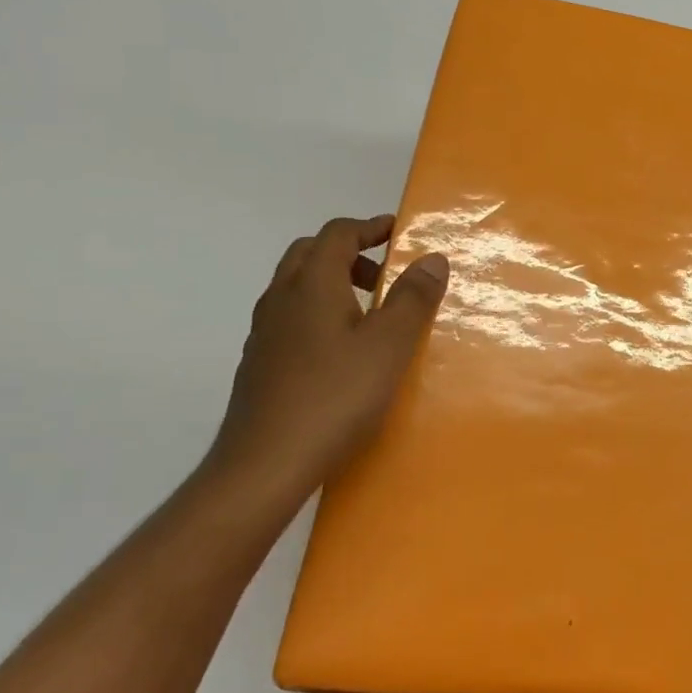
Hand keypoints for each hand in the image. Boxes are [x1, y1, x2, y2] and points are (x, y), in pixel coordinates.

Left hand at [207, 215, 447, 496]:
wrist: (264, 465)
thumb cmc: (335, 396)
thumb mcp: (390, 345)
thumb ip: (413, 298)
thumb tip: (432, 257)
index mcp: (312, 284)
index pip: (338, 234)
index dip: (370, 227)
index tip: (399, 232)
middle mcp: (281, 299)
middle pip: (310, 254)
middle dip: (349, 253)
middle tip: (385, 275)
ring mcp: (264, 333)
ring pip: (297, 288)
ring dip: (333, 284)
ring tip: (370, 314)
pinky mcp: (259, 365)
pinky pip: (291, 319)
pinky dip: (318, 314)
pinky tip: (341, 352)